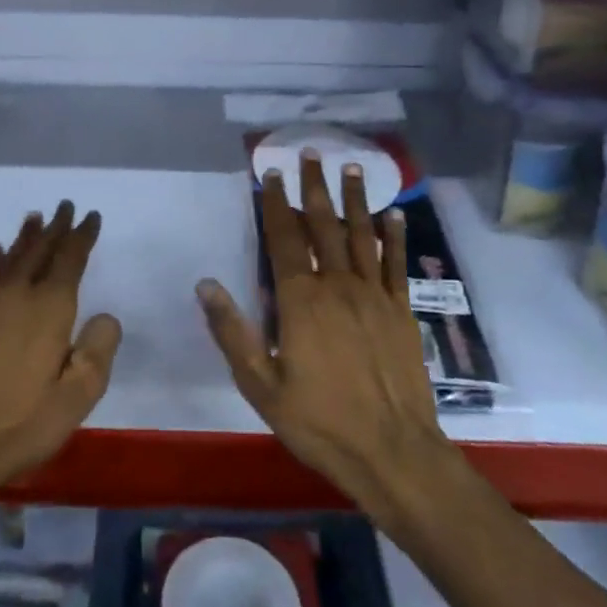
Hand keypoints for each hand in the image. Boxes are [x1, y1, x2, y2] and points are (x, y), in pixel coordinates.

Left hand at [0, 201, 122, 506]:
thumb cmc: (24, 423)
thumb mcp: (77, 396)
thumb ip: (98, 351)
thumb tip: (106, 316)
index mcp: (50, 309)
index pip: (70, 259)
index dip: (82, 236)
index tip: (91, 216)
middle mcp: (20, 296)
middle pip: (40, 251)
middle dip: (56, 228)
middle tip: (65, 206)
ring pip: (13, 259)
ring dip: (26, 237)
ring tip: (35, 217)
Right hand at [197, 151, 458, 522]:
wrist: (393, 453)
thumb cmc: (320, 422)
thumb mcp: (261, 385)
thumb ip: (232, 332)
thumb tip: (205, 284)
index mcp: (300, 300)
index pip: (284, 238)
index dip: (275, 203)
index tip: (269, 173)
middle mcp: (338, 286)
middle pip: (323, 225)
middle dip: (313, 187)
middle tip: (309, 153)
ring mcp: (374, 296)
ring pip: (361, 236)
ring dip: (355, 199)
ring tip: (351, 168)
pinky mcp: (402, 311)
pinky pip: (396, 264)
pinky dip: (394, 237)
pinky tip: (394, 214)